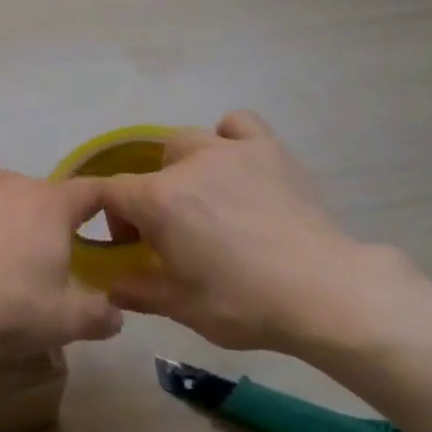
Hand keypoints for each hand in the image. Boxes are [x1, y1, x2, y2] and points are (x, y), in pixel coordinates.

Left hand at [0, 166, 123, 362]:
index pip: (91, 191)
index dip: (102, 202)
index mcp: (51, 205)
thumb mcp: (61, 323)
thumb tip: (116, 315)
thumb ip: (97, 316)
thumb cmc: (3, 308)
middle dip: (38, 223)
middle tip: (28, 263)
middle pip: (37, 197)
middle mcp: (13, 180)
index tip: (104, 219)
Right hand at [97, 111, 407, 355]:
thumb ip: (138, 292)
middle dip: (150, 194)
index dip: (108, 215)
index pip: (111, 191)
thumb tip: (113, 287)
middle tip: (169, 231)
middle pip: (152, 165)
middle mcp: (189, 163)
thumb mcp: (181, 307)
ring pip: (189, 140)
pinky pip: (238, 125)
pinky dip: (228, 138)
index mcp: (159, 200)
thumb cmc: (244, 303)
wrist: (323, 293)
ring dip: (184, 165)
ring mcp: (231, 150)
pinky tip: (237, 166)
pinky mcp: (269, 149)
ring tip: (204, 196)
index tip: (127, 244)